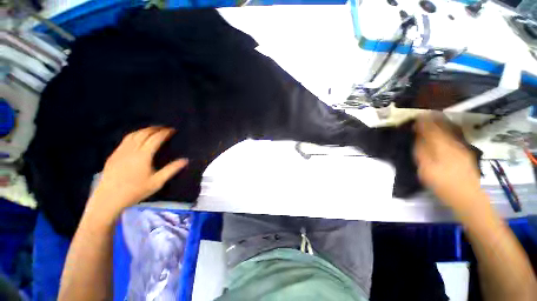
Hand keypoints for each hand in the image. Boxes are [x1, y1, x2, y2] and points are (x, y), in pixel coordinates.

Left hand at [86, 127, 187, 220]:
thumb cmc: (135, 191)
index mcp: (143, 155)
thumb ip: (171, 169)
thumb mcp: (157, 182)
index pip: (155, 139)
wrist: (108, 199)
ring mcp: (121, 151)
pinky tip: (138, 138)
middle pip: (144, 133)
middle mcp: (131, 150)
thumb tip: (185, 160)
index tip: (172, 130)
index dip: (165, 133)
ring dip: (144, 130)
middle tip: (164, 128)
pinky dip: (135, 134)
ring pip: (133, 135)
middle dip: (155, 129)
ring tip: (153, 130)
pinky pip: (126, 140)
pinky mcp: (114, 155)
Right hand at [413, 115, 482, 213]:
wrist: (468, 196)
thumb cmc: (442, 183)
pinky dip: (448, 130)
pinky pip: (455, 136)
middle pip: (442, 126)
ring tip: (433, 119)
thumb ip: (421, 151)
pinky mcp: (466, 152)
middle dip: (433, 119)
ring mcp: (462, 147)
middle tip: (423, 115)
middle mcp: (453, 142)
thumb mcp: (425, 169)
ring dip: (441, 123)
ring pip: (450, 130)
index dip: (423, 121)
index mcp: (441, 146)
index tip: (415, 117)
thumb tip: (418, 138)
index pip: (431, 128)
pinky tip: (444, 132)